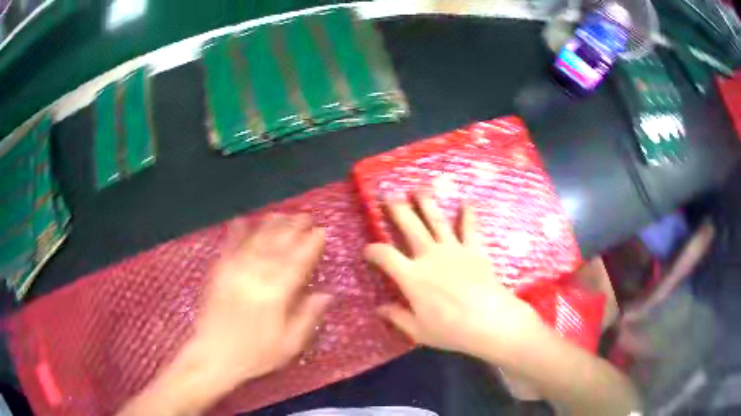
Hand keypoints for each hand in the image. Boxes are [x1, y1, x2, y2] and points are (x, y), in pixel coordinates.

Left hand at [189, 214, 331, 384]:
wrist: (213, 356)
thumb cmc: (254, 354)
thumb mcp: (288, 345)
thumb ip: (307, 317)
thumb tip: (326, 294)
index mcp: (275, 295)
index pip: (297, 264)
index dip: (310, 245)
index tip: (320, 231)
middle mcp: (255, 278)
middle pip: (276, 247)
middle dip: (292, 229)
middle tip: (305, 215)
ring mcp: (234, 273)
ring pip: (255, 242)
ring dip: (269, 226)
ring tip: (282, 213)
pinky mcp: (218, 273)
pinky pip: (228, 248)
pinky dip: (235, 232)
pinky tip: (242, 220)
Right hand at [363, 194, 544, 363]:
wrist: (490, 321)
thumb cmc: (451, 330)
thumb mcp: (418, 331)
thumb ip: (397, 317)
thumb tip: (379, 309)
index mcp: (412, 276)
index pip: (385, 256)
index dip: (373, 250)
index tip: (367, 250)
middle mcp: (429, 256)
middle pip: (410, 227)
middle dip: (398, 209)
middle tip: (389, 195)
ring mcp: (453, 250)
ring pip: (436, 220)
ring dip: (427, 203)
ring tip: (419, 188)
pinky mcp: (474, 249)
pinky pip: (470, 228)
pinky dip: (468, 214)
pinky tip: (467, 202)